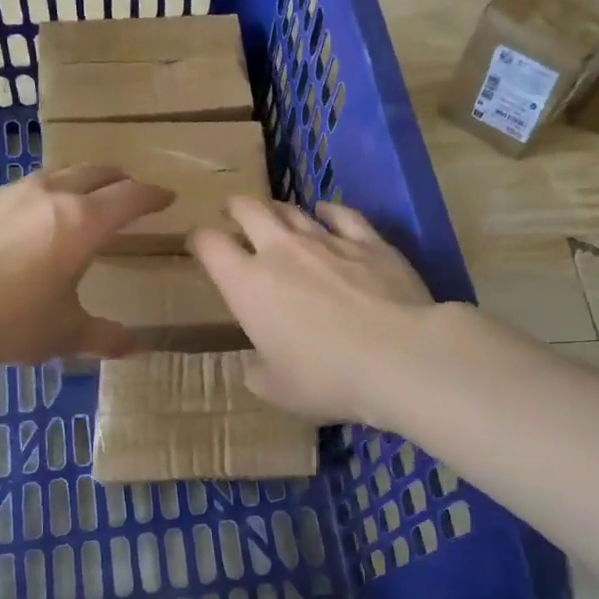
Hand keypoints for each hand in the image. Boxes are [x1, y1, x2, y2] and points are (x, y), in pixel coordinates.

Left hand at [0, 165, 173, 370]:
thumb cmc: (7, 321)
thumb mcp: (63, 334)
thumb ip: (103, 337)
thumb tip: (134, 348)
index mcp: (83, 222)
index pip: (130, 197)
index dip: (153, 196)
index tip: (166, 198)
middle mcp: (50, 195)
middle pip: (95, 172)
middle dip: (118, 180)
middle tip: (128, 192)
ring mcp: (8, 192)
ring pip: (55, 175)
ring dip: (76, 184)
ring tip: (78, 204)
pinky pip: (18, 191)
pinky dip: (37, 200)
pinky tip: (24, 226)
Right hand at [189, 198, 436, 425]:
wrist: (399, 356)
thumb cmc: (327, 378)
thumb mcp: (279, 390)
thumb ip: (259, 373)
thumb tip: (257, 366)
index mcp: (248, 285)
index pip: (210, 246)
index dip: (199, 240)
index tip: (199, 244)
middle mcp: (281, 252)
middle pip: (249, 211)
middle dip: (236, 208)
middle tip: (232, 212)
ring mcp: (327, 240)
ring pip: (293, 210)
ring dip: (277, 209)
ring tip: (274, 213)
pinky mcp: (369, 240)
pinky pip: (342, 214)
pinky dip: (327, 211)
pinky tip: (325, 211)